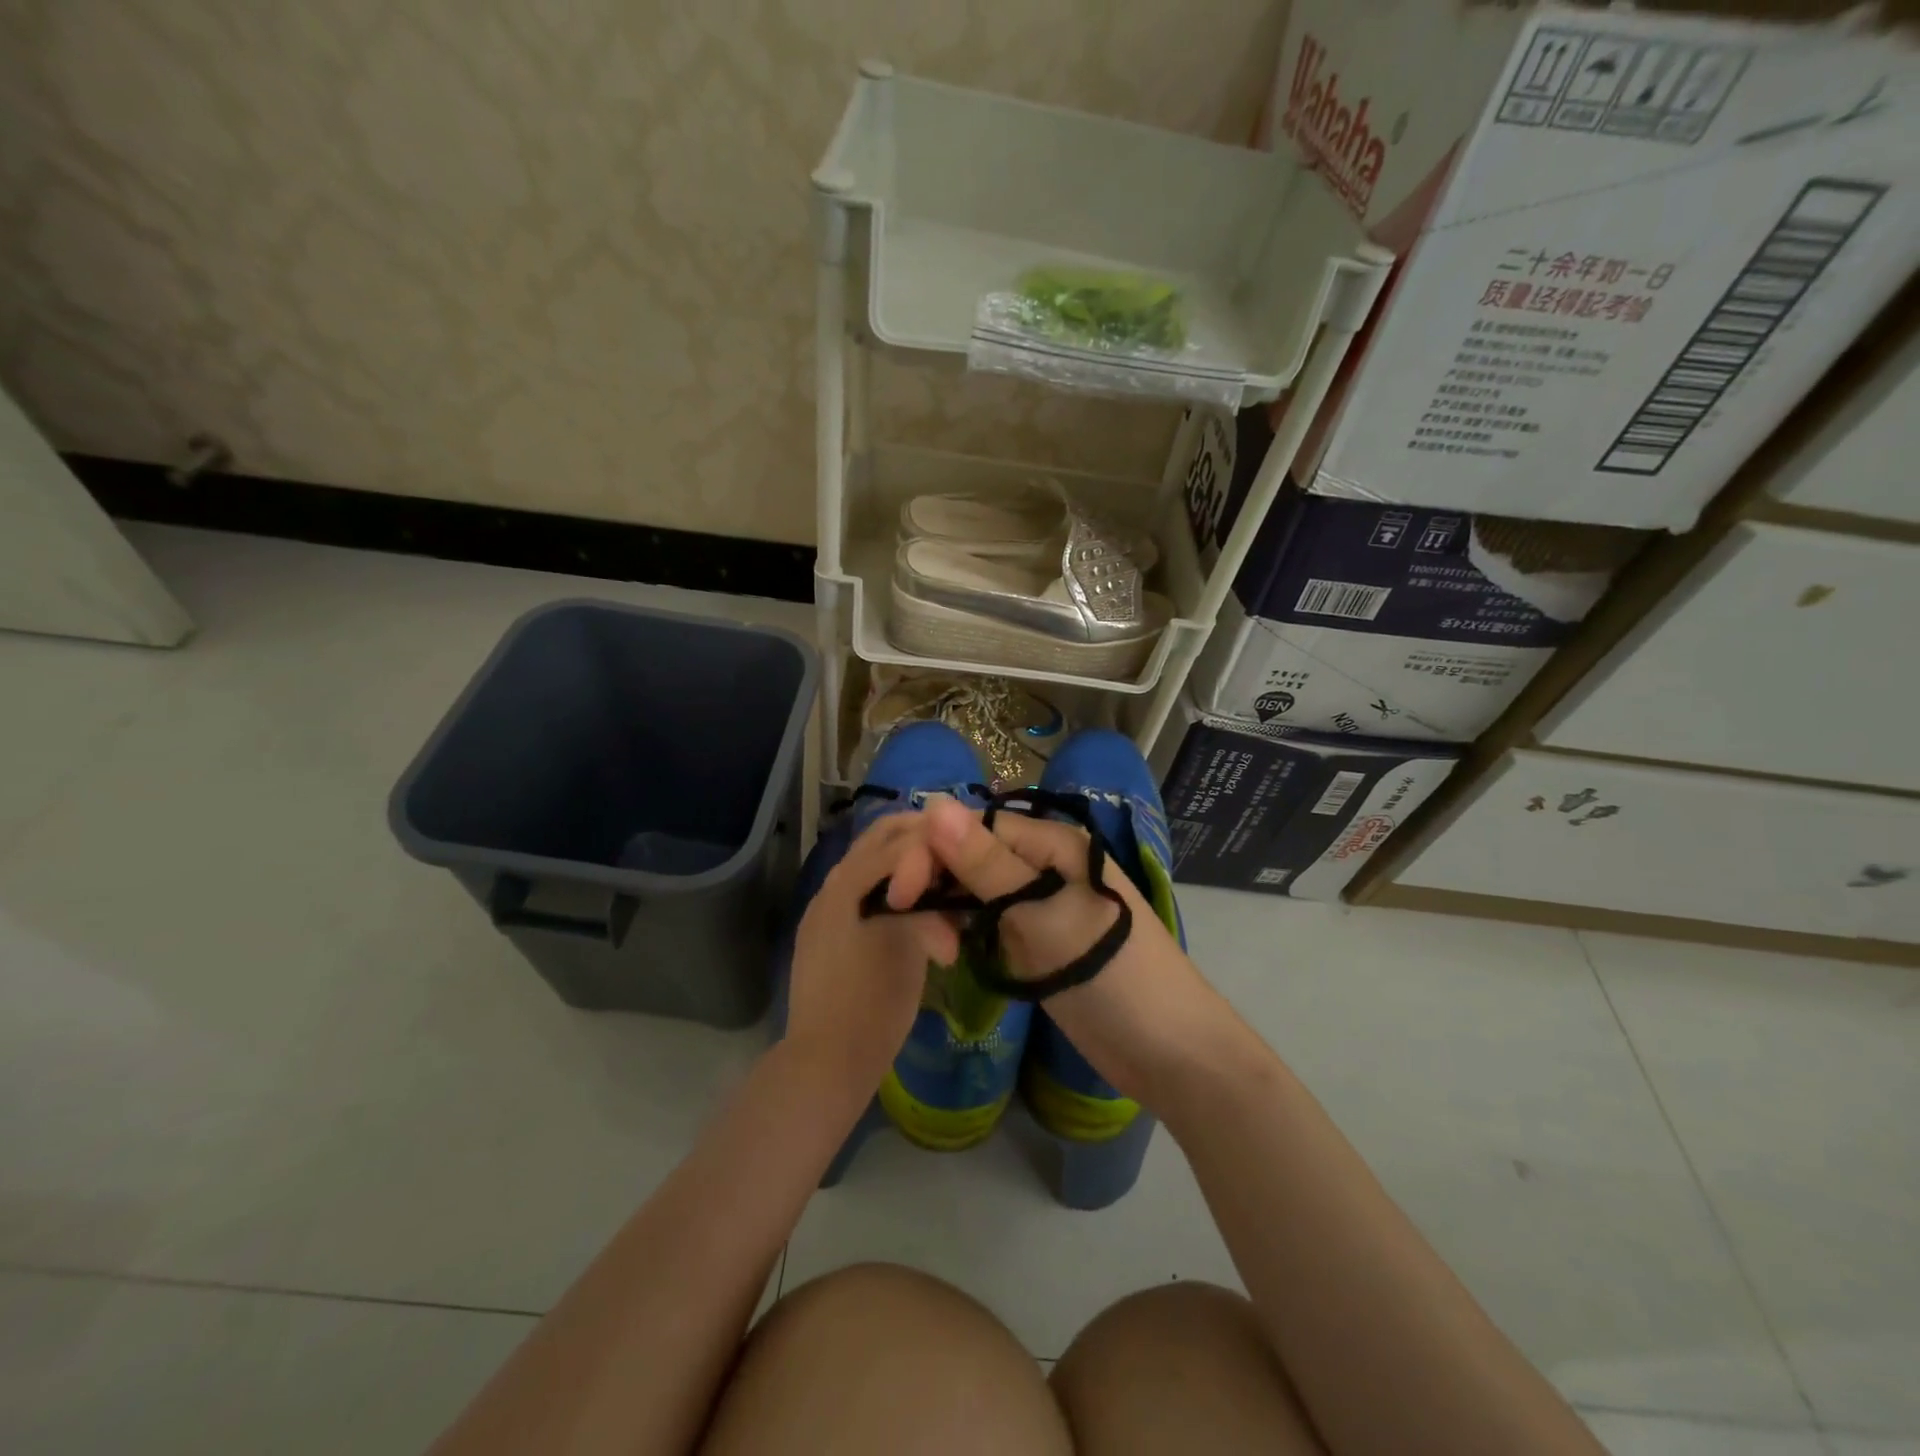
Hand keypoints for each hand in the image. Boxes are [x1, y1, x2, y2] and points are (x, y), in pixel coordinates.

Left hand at [781, 813, 957, 1112]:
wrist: (825, 1063)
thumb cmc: (872, 1003)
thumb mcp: (909, 945)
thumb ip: (925, 902)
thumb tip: (944, 887)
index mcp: (847, 882)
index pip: (899, 837)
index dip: (938, 841)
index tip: (967, 852)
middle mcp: (831, 885)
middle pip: (880, 840)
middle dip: (922, 841)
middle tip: (958, 855)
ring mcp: (825, 910)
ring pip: (872, 865)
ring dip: (908, 865)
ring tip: (943, 886)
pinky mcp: (826, 934)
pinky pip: (863, 892)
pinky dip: (893, 890)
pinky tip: (917, 912)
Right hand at [921, 797, 1247, 1105]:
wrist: (1170, 1053)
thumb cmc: (1111, 975)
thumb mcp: (1042, 916)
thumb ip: (986, 864)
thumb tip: (935, 803)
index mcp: (1053, 844)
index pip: (975, 828)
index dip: (932, 851)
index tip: (898, 893)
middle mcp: (1045, 864)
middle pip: (974, 856)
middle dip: (937, 880)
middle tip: (906, 922)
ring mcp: (1042, 905)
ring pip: (978, 890)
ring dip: (949, 909)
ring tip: (930, 944)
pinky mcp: (1038, 942)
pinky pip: (992, 922)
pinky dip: (967, 932)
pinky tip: (944, 948)